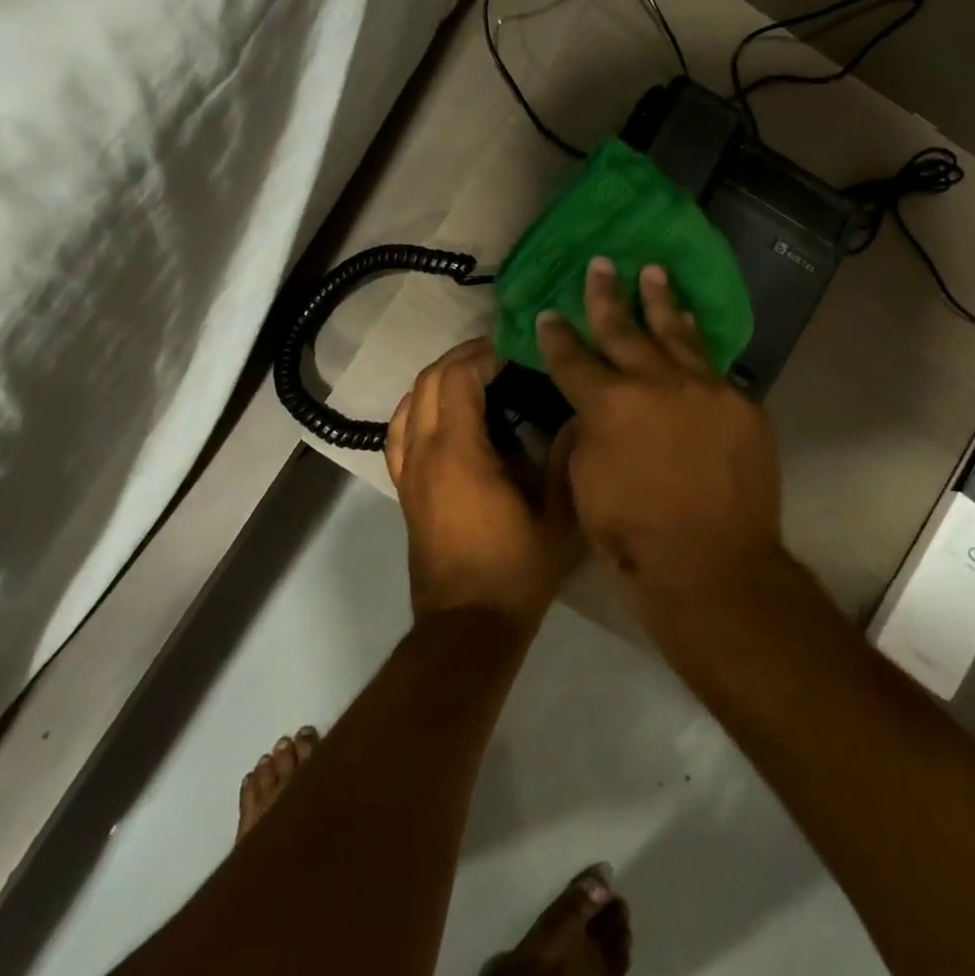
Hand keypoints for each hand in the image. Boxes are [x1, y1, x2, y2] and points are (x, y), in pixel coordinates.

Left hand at [386, 338, 582, 631]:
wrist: (468, 626)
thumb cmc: (516, 570)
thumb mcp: (557, 516)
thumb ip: (565, 459)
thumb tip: (577, 416)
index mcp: (460, 452)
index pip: (458, 378)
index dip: (482, 354)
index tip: (513, 348)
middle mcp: (425, 453)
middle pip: (428, 382)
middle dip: (460, 358)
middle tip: (497, 354)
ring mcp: (409, 472)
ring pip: (408, 403)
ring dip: (436, 379)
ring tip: (471, 374)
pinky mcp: (404, 490)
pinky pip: (397, 433)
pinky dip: (414, 408)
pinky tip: (435, 411)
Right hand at [536, 259, 784, 639]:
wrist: (713, 566)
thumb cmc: (633, 535)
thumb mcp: (585, 483)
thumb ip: (587, 434)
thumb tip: (594, 412)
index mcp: (607, 403)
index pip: (573, 358)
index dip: (556, 335)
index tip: (549, 314)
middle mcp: (655, 383)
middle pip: (624, 329)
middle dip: (606, 297)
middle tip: (600, 264)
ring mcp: (705, 389)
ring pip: (677, 334)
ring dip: (661, 301)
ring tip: (653, 271)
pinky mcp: (742, 405)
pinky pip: (714, 367)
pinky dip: (698, 345)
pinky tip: (693, 329)